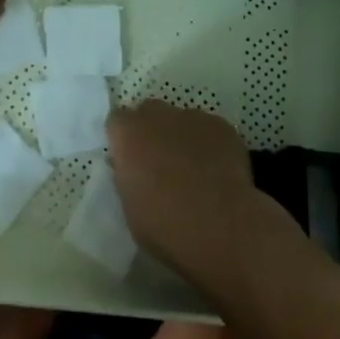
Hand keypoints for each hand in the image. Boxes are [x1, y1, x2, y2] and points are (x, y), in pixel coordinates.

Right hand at [107, 100, 275, 278]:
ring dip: (182, 137)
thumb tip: (134, 168)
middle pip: (150, 112)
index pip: (117, 121)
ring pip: (182, 120)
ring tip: (194, 170)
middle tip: (160, 162)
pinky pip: (210, 130)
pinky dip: (210, 145)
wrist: (218, 226)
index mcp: (128, 134)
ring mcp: (193, 117)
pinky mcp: (222, 126)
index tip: (130, 159)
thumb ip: (128, 176)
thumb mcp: (129, 206)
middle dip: (152, 131)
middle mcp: (158, 116)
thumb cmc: (164, 225)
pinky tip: (217, 172)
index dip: (124, 139)